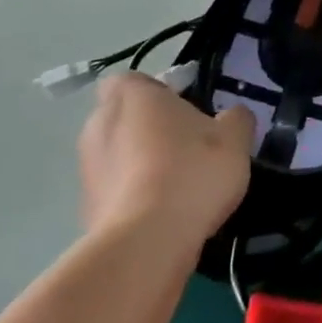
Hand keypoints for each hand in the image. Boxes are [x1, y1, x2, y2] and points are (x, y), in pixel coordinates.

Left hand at [78, 73, 253, 257]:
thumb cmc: (192, 172)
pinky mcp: (85, 209)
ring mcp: (87, 170)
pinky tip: (165, 213)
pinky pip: (114, 190)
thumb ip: (236, 118)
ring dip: (140, 162)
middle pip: (122, 117)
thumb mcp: (235, 137)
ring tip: (179, 183)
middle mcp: (99, 126)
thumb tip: (231, 116)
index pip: (131, 80)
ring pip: (117, 154)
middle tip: (187, 143)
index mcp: (132, 97)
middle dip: (148, 127)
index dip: (156, 90)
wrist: (147, 243)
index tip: (184, 107)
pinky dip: (134, 195)